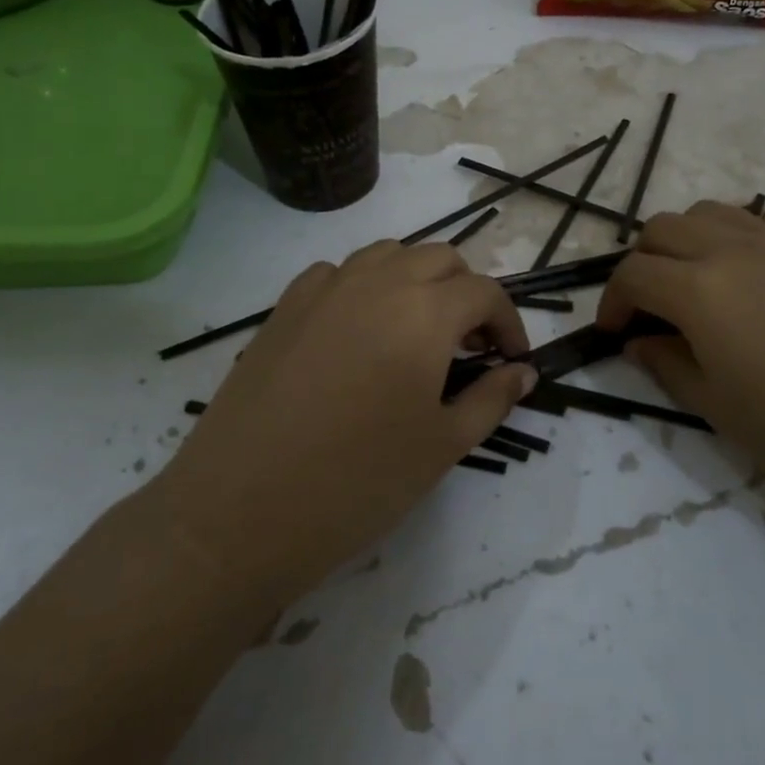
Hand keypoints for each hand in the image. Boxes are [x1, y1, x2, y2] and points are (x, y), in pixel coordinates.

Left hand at [148, 241, 534, 613]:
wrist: (241, 509)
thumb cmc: (359, 482)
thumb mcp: (442, 446)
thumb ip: (491, 399)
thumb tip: (523, 372)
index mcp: (425, 311)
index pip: (484, 292)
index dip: (508, 323)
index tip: (511, 361)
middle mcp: (378, 282)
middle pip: (440, 259)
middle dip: (466, 293)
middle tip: (467, 346)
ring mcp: (325, 288)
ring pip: (387, 255)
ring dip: (416, 280)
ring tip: (416, 332)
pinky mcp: (284, 306)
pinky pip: (337, 273)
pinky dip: (363, 287)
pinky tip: (358, 332)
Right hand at [596, 201, 764, 544]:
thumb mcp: (721, 410)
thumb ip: (668, 365)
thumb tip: (640, 342)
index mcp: (701, 290)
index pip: (633, 274)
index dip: (611, 302)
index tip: (614, 334)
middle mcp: (735, 249)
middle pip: (662, 229)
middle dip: (641, 264)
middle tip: (648, 311)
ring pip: (710, 213)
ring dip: (684, 243)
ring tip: (692, 288)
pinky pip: (761, 221)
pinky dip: (734, 237)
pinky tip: (748, 279)